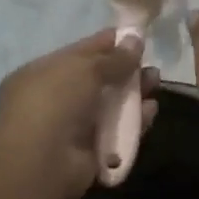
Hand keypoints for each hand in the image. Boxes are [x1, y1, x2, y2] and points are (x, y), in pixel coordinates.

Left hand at [0, 30, 158, 198]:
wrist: (42, 162)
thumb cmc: (55, 101)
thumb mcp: (85, 68)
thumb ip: (114, 57)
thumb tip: (136, 39)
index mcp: (42, 73)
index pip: (80, 53)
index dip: (108, 43)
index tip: (136, 37)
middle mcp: (55, 99)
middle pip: (98, 80)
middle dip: (125, 70)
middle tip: (150, 64)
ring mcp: (72, 127)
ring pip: (110, 106)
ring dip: (134, 94)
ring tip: (156, 83)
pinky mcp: (90, 151)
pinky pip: (117, 131)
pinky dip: (134, 121)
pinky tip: (150, 110)